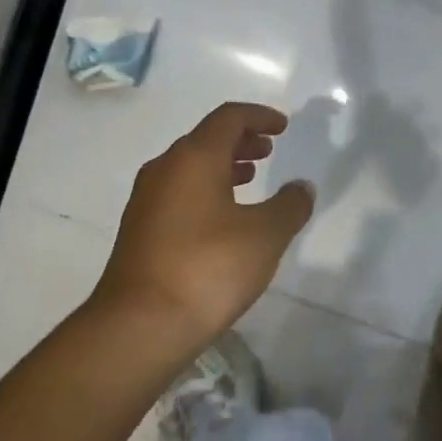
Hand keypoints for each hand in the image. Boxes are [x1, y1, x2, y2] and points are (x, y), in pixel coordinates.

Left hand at [92, 102, 315, 350]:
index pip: (228, 118)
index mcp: (194, 158)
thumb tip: (301, 187)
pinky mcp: (140, 231)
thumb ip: (289, 206)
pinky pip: (179, 193)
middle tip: (268, 150)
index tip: (282, 126)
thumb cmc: (209, 268)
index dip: (259, 116)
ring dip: (222, 166)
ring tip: (250, 179)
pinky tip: (224, 218)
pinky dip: (206, 190)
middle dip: (240, 141)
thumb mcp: (265, 235)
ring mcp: (147, 201)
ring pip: (190, 168)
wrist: (141, 324)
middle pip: (205, 140)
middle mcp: (165, 170)